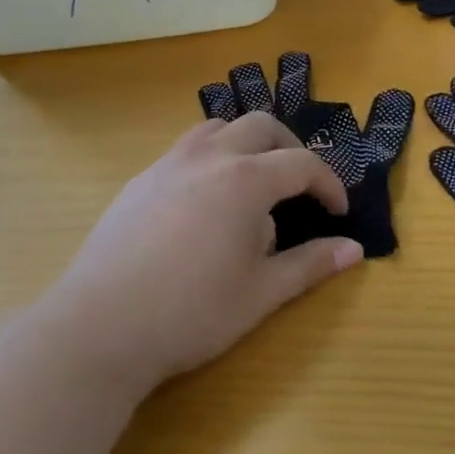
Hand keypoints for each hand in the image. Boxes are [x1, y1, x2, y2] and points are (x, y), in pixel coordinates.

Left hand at [42, 116, 361, 397]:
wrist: (100, 327)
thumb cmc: (191, 312)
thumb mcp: (261, 293)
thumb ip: (311, 265)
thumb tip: (354, 250)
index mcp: (246, 180)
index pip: (303, 163)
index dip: (329, 184)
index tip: (338, 212)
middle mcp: (209, 157)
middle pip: (262, 126)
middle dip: (290, 149)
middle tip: (300, 187)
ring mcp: (168, 164)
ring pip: (218, 128)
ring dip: (246, 144)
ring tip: (252, 184)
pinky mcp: (139, 180)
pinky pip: (185, 150)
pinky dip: (210, 158)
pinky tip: (204, 204)